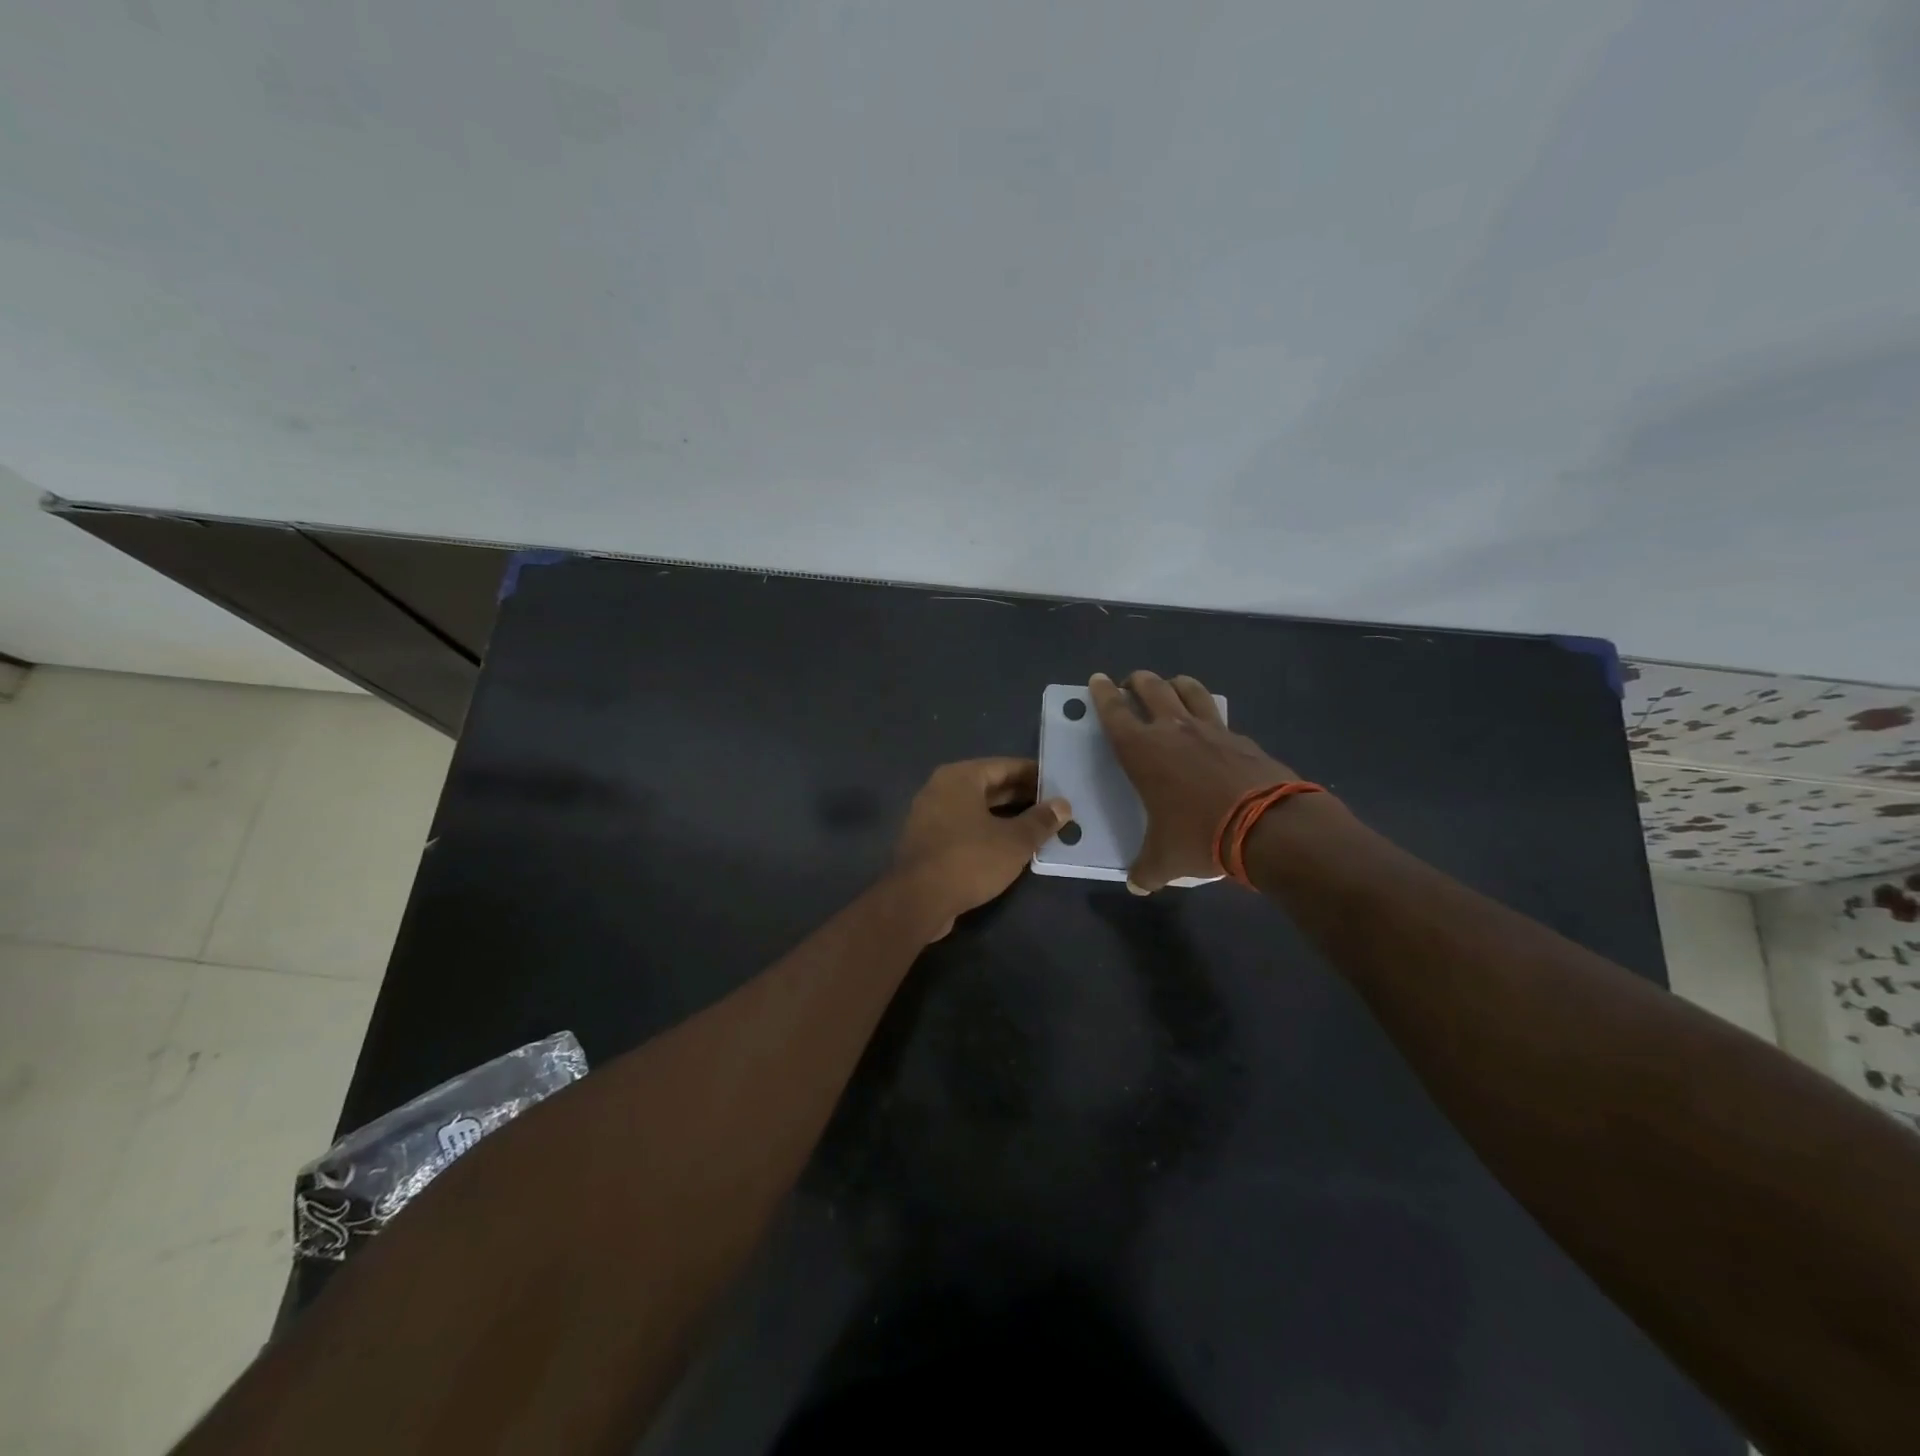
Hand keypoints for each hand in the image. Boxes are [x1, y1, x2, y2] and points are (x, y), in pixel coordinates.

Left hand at [890, 758, 1070, 938]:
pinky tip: (1009, 848)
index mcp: (960, 777)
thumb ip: (1040, 821)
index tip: (1059, 785)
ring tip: (1038, 828)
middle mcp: (941, 789)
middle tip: (1054, 808)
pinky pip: (964, 828)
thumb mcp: (1014, 841)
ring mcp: (929, 816)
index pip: (1005, 766)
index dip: (1034, 775)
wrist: (917, 901)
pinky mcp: (927, 842)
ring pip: (976, 810)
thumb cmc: (969, 859)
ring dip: (1006, 818)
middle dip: (1022, 797)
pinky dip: (987, 833)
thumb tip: (1063, 805)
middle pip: (989, 787)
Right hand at [1088, 671, 1300, 892]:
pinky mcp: (1241, 737)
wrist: (1268, 826)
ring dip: (1174, 684)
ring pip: (1188, 689)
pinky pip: (1218, 715)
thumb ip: (1146, 870)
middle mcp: (1173, 729)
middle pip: (1150, 688)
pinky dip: (1207, 714)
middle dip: (1136, 681)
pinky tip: (1210, 728)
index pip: (1114, 712)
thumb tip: (1137, 885)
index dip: (1102, 694)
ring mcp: (1210, 729)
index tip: (1097, 679)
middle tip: (1130, 684)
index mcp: (1142, 750)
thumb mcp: (1165, 860)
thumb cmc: (1200, 835)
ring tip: (1170, 687)